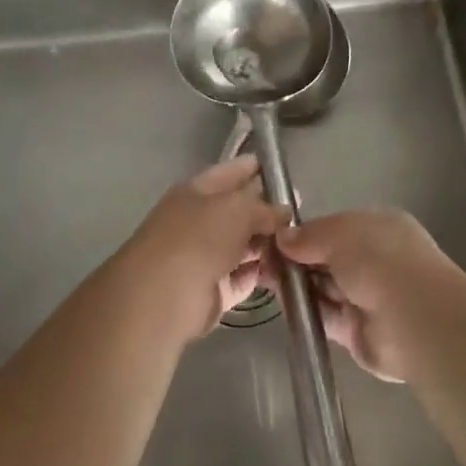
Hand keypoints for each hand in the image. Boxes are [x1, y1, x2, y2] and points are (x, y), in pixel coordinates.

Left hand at [117, 157, 289, 343]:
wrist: (164, 296)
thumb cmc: (198, 238)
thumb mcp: (237, 209)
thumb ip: (264, 207)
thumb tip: (284, 212)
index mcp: (196, 191)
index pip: (231, 172)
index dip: (256, 169)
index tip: (286, 174)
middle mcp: (199, 221)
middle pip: (240, 212)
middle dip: (269, 214)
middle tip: (302, 218)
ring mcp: (205, 256)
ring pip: (244, 246)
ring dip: (269, 246)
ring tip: (301, 247)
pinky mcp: (212, 290)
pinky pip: (243, 277)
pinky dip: (261, 275)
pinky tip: (288, 273)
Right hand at [271, 210, 465, 382]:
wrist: (414, 319)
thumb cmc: (380, 260)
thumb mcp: (339, 233)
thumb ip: (309, 235)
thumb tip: (282, 237)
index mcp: (378, 229)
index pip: (334, 228)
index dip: (304, 233)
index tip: (273, 237)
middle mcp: (374, 261)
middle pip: (326, 258)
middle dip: (296, 258)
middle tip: (261, 258)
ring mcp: (366, 297)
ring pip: (323, 287)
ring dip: (296, 284)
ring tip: (264, 277)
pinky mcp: (356, 331)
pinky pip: (324, 316)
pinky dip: (304, 310)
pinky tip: (281, 302)